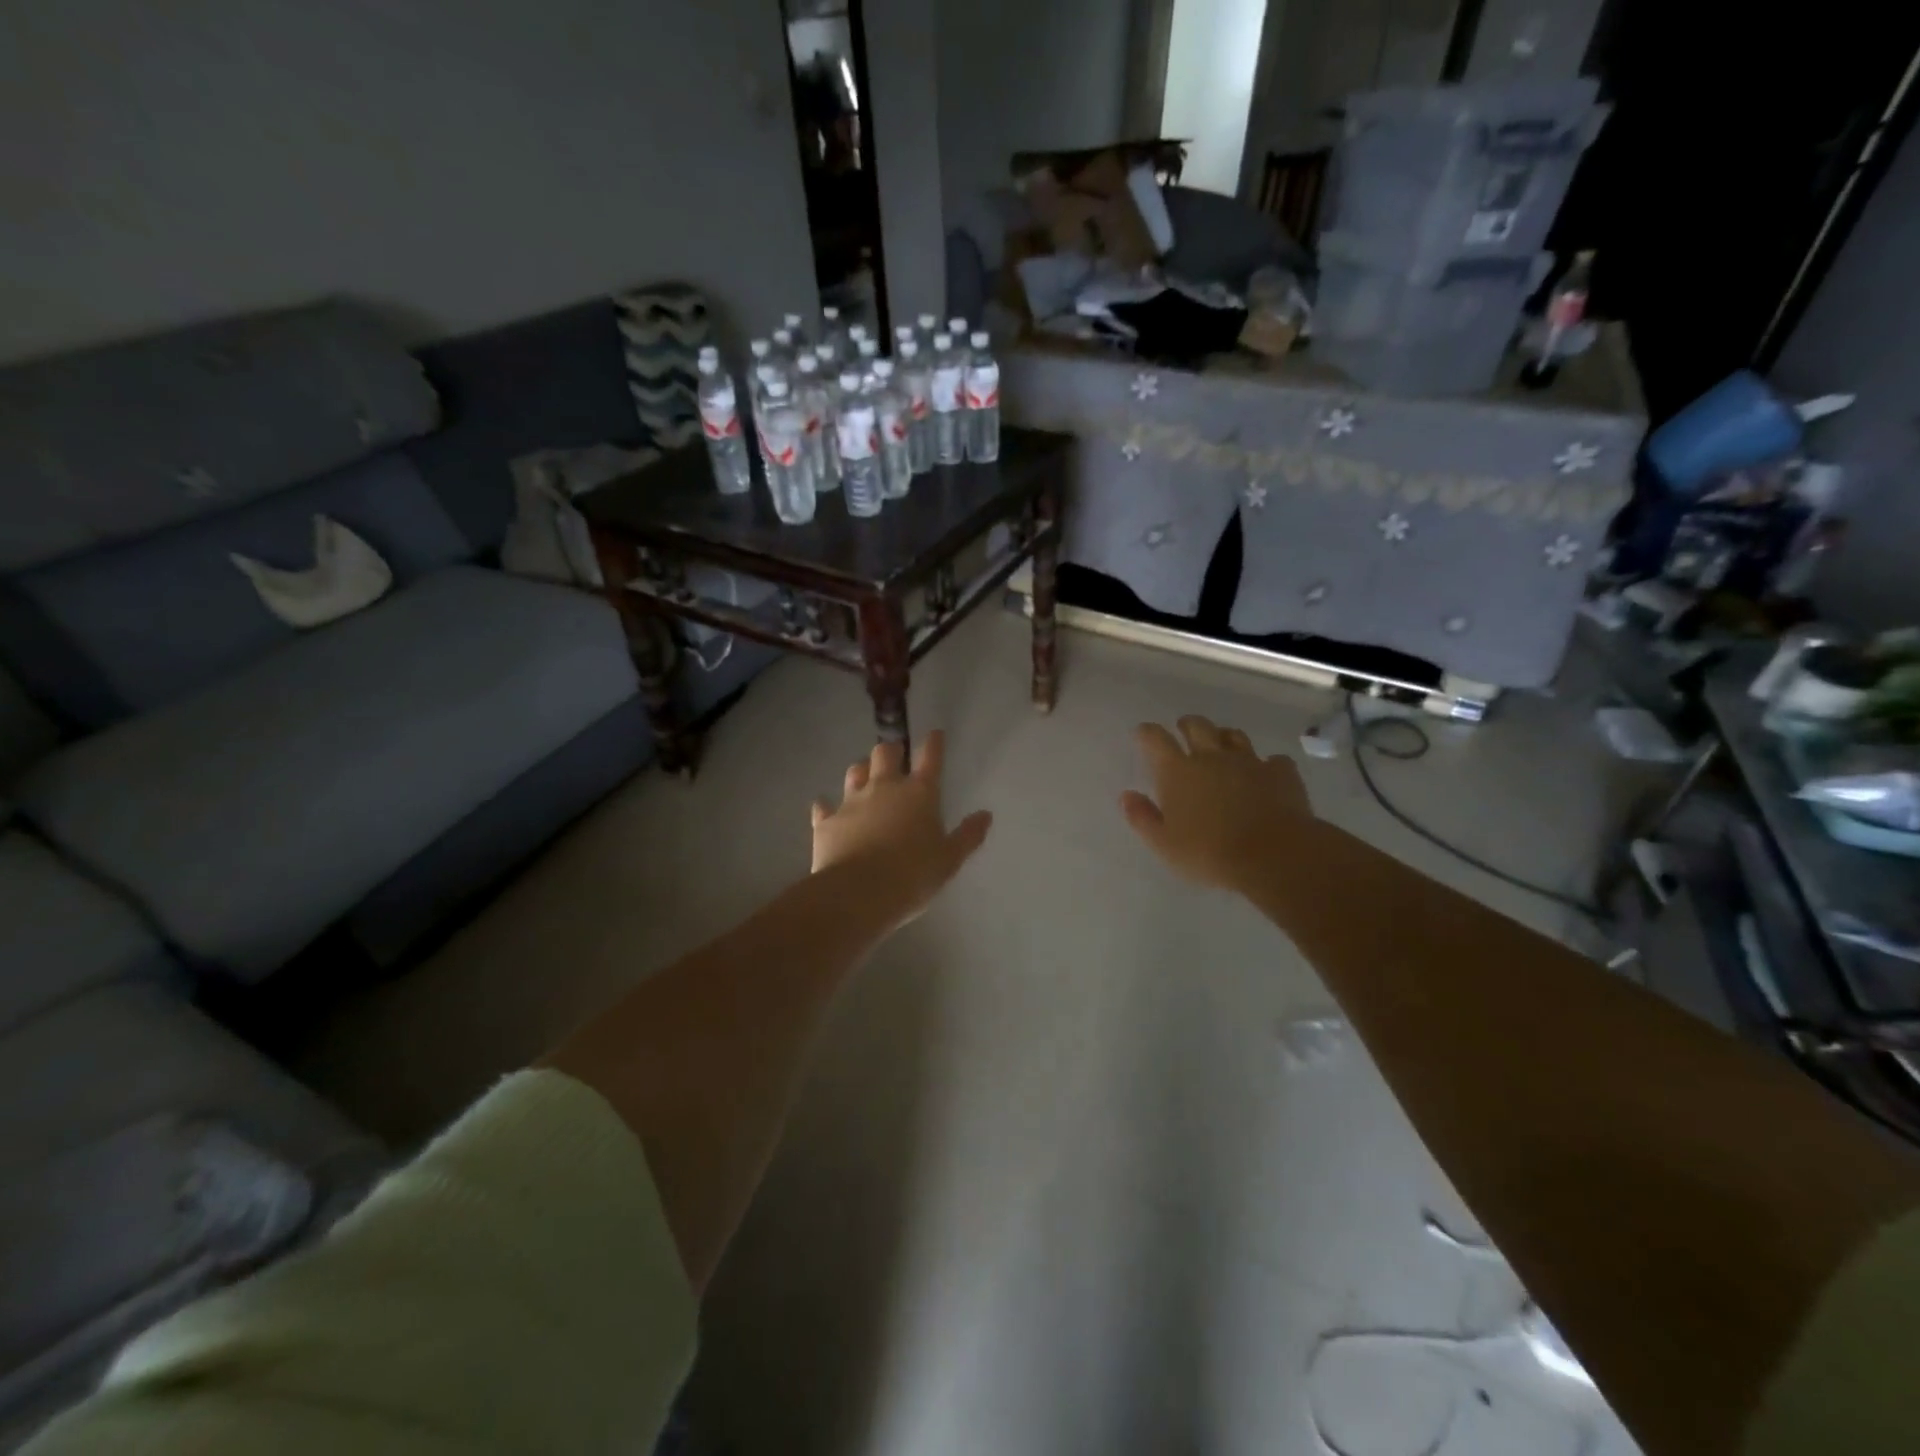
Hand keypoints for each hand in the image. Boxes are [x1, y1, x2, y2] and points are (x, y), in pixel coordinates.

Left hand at [812, 731, 992, 927]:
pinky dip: (827, 806)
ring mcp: (852, 802)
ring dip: (861, 771)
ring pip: (855, 771)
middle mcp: (885, 788)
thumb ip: (968, 836)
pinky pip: (824, 806)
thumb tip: (985, 815)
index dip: (934, 743)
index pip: (930, 758)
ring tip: (865, 777)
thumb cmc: (913, 876)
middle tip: (895, 756)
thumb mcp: (949, 860)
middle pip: (885, 753)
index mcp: (919, 794)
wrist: (858, 894)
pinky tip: (826, 809)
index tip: (935, 733)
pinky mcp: (827, 821)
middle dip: (891, 751)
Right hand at [1120, 715, 1315, 896]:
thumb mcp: (1164, 844)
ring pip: (1234, 736)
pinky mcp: (1281, 773)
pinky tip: (1267, 774)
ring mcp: (1249, 762)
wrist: (1273, 856)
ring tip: (1222, 745)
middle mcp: (1212, 757)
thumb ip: (1142, 817)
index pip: (1156, 739)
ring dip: (1224, 737)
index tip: (1143, 733)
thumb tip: (1126, 795)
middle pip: (1198, 727)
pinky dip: (1267, 765)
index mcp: (1178, 771)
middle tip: (1184, 729)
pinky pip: (1274, 760)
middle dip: (1188, 725)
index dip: (1147, 733)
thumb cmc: (1209, 853)